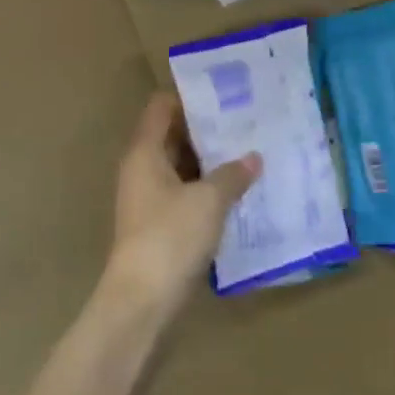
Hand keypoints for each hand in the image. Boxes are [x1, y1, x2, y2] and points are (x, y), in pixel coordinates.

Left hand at [104, 92, 260, 323]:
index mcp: (145, 153)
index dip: (190, 97)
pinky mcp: (160, 225)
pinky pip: (185, 194)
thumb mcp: (208, 201)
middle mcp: (142, 170)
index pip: (162, 108)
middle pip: (172, 136)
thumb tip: (253, 158)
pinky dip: (207, 189)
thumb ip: (232, 175)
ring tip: (250, 153)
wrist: (142, 300)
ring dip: (211, 162)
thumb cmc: (171, 237)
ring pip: (181, 167)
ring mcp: (149, 199)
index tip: (225, 95)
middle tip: (248, 123)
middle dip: (208, 130)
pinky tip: (239, 191)